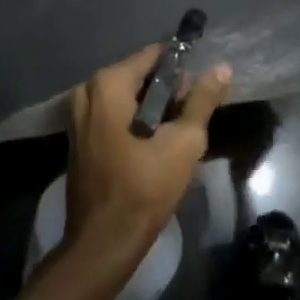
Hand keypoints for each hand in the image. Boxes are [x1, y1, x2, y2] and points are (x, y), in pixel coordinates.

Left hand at [63, 45, 230, 270]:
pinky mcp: (78, 138)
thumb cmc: (144, 189)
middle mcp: (87, 90)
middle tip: (192, 117)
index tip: (202, 88)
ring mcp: (78, 115)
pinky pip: (113, 116)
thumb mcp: (183, 143)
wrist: (103, 243)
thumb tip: (221, 67)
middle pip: (139, 76)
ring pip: (126, 98)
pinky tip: (155, 147)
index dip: (182, 69)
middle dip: (168, 92)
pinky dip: (134, 123)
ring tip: (178, 135)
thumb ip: (202, 101)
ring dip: (153, 110)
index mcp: (107, 84)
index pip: (153, 56)